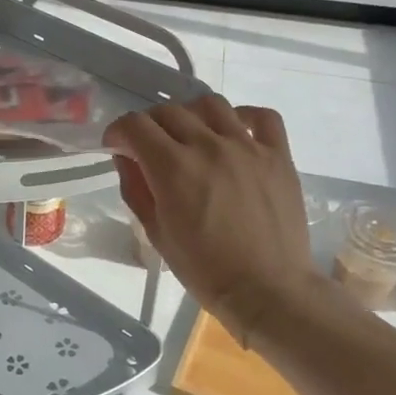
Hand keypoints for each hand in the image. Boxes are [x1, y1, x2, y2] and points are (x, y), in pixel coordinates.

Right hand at [105, 95, 314, 337]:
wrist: (269, 290)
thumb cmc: (205, 270)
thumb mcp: (156, 233)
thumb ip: (136, 188)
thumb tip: (127, 157)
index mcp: (172, 168)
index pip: (134, 125)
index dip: (118, 132)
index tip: (117, 147)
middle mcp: (208, 146)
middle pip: (168, 111)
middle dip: (149, 125)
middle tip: (149, 147)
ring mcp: (247, 147)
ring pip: (211, 104)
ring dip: (190, 114)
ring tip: (190, 135)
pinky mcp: (278, 156)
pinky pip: (263, 117)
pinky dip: (244, 116)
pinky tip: (234, 132)